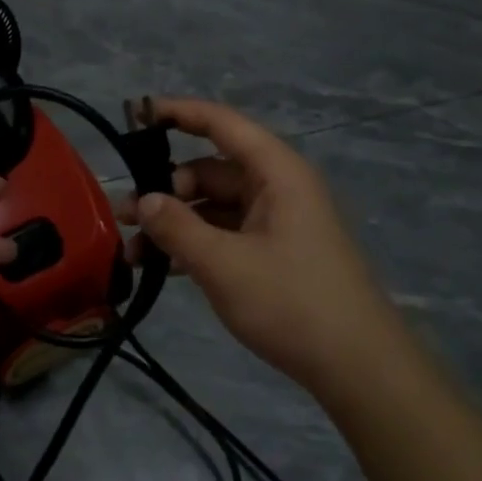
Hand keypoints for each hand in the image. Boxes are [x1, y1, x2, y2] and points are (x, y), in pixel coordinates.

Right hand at [124, 98, 408, 398]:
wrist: (358, 367)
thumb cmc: (291, 302)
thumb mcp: (224, 264)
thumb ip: (177, 227)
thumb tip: (143, 200)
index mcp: (277, 173)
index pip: (221, 123)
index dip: (178, 113)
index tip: (136, 116)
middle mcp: (278, 188)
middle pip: (211, 170)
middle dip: (165, 188)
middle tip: (123, 214)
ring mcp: (277, 222)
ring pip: (214, 206)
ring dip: (175, 222)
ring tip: (132, 249)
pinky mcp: (275, 253)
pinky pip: (226, 234)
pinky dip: (195, 244)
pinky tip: (163, 267)